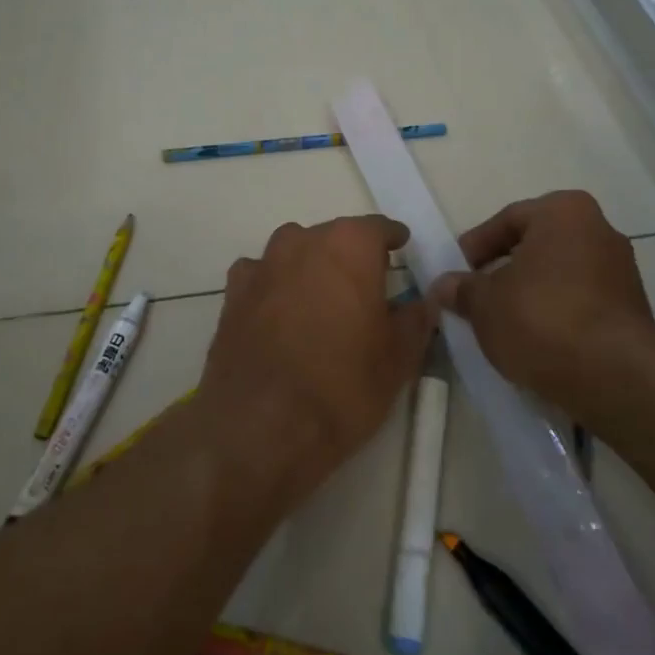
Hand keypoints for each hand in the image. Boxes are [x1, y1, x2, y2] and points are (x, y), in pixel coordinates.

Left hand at [198, 216, 434, 503]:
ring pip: (295, 252)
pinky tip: (280, 315)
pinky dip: (275, 286)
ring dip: (311, 267)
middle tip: (366, 288)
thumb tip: (422, 303)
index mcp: (349, 246)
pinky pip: (262, 276)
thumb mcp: (398, 358)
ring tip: (322, 302)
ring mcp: (262, 265)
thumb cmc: (343, 386)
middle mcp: (303, 242)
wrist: (260, 426)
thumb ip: (415, 320)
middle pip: (334, 237)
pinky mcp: (233, 294)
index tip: (401, 251)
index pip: (378, 228)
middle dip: (351, 256)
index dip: (392, 240)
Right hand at [429, 190, 654, 417]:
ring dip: (530, 293)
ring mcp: (621, 270)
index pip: (508, 219)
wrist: (613, 374)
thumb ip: (462, 289)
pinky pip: (581, 301)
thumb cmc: (541, 318)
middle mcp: (599, 229)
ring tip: (503, 323)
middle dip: (504, 270)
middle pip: (537, 245)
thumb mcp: (485, 303)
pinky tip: (535, 340)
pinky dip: (556, 313)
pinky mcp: (632, 308)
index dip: (476, 246)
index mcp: (564, 211)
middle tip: (476, 297)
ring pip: (560, 275)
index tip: (457, 273)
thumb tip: (443, 285)